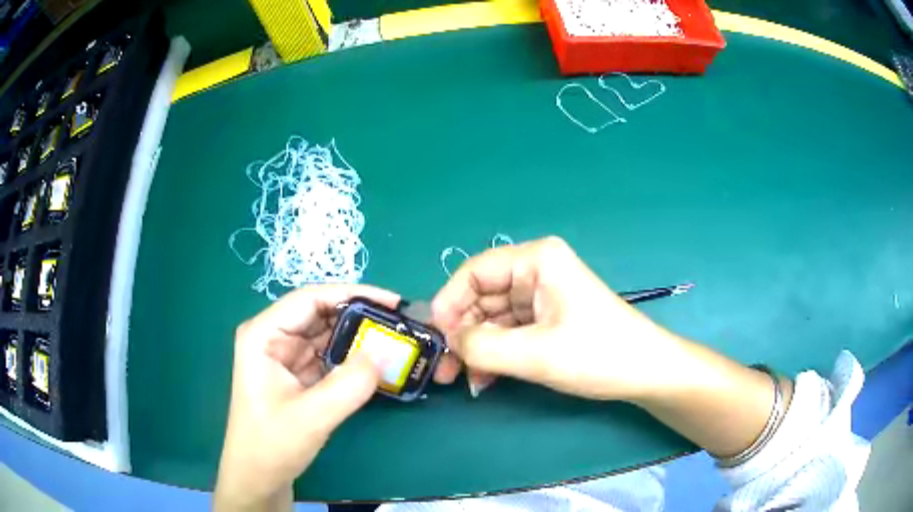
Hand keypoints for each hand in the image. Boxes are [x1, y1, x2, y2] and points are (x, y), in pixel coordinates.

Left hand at [214, 285, 398, 511]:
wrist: (259, 477)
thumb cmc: (271, 444)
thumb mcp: (311, 416)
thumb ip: (349, 385)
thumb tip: (384, 353)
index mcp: (263, 334)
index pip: (310, 299)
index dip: (352, 294)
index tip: (392, 302)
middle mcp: (274, 337)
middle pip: (320, 313)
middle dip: (359, 316)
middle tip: (400, 322)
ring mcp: (286, 357)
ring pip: (328, 334)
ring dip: (359, 337)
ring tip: (395, 339)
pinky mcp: (298, 375)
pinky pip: (330, 357)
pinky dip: (353, 358)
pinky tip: (377, 362)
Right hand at [431, 236, 684, 400]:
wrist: (644, 373)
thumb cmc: (597, 354)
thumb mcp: (535, 354)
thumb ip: (482, 347)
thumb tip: (449, 342)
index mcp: (536, 260)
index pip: (474, 272)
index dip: (448, 303)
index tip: (434, 338)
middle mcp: (535, 272)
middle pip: (480, 297)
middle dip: (461, 333)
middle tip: (444, 370)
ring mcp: (540, 296)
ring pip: (491, 319)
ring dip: (475, 349)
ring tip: (464, 380)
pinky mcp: (545, 319)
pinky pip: (507, 332)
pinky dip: (493, 354)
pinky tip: (485, 379)